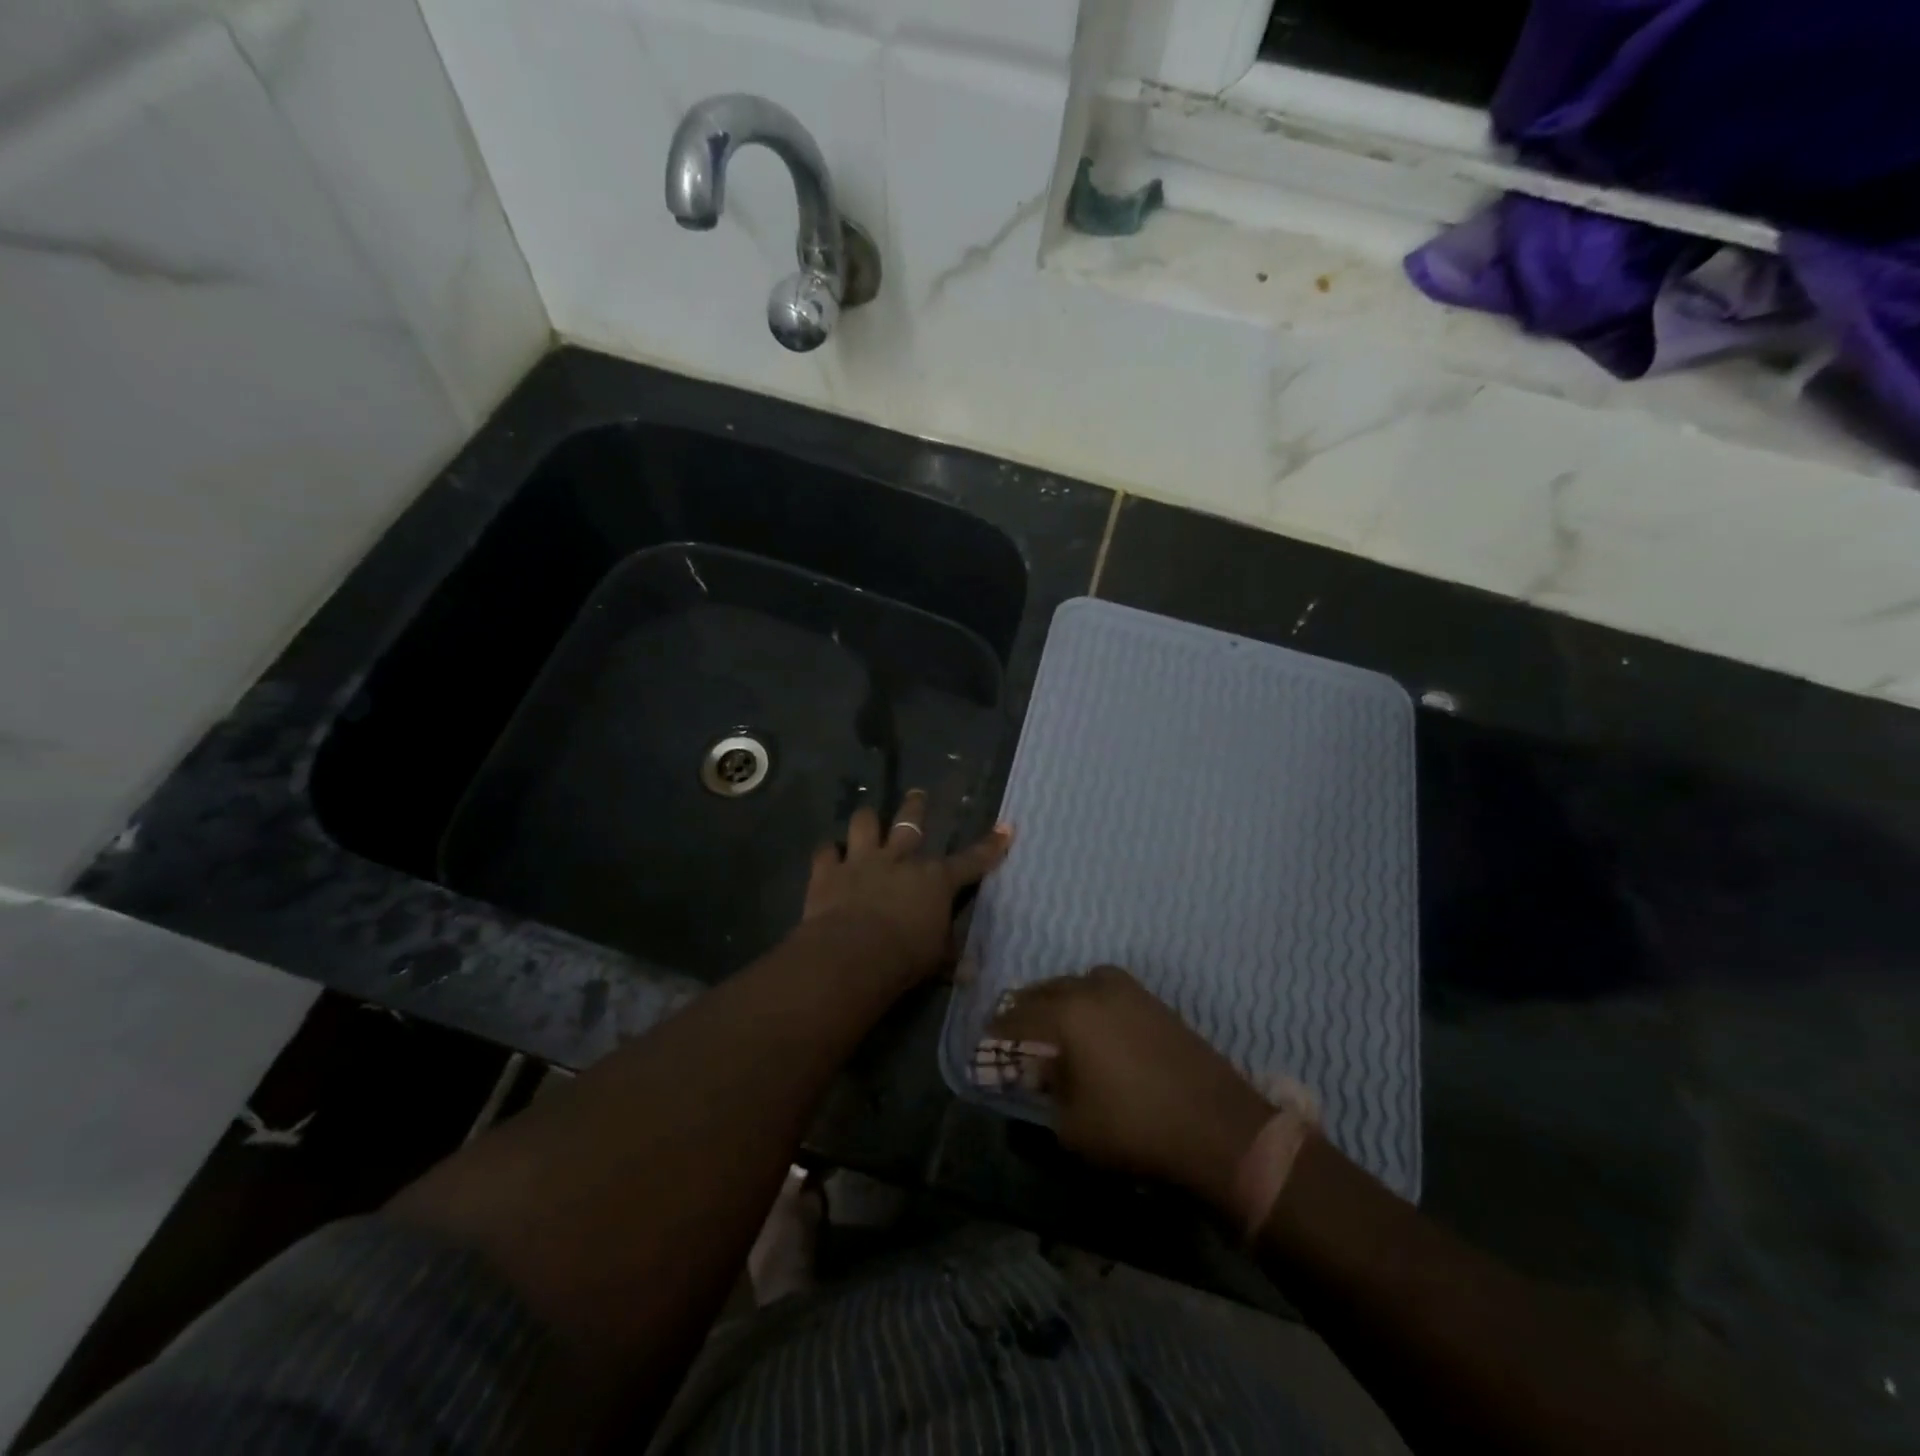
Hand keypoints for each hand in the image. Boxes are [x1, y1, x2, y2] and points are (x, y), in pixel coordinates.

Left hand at [802, 790, 1012, 988]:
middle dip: (916, 806)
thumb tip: (970, 971)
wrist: (852, 955)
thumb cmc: (905, 958)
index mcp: (935, 880)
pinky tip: (828, 855)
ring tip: (867, 819)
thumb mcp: (936, 961)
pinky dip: (828, 853)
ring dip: (867, 820)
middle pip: (911, 822)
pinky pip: (826, 851)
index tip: (1006, 828)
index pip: (971, 860)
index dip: (991, 846)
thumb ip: (949, 957)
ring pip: (864, 823)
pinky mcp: (828, 872)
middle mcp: (900, 860)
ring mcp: (861, 861)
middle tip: (917, 794)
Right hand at [983, 966, 1275, 1214]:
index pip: (1016, 1018)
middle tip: (1011, 1033)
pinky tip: (1091, 1026)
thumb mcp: (1072, 1125)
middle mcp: (1092, 989)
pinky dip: (1087, 1000)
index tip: (983, 1046)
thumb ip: (1046, 1091)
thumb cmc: (1135, 1130)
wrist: (1218, 1128)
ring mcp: (1127, 990)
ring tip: (1050, 1026)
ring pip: (1076, 983)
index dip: (995, 1035)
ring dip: (1057, 1000)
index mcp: (1067, 1014)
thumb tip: (1039, 1072)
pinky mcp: (1152, 1001)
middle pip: (1044, 992)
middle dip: (1023, 1011)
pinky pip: (1105, 989)